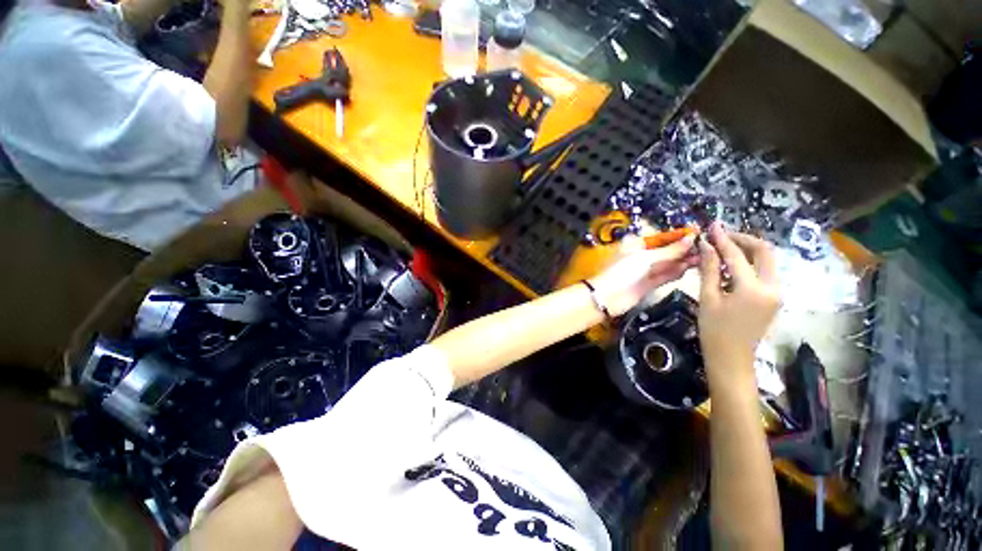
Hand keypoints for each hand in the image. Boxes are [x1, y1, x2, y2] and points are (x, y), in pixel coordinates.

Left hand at [589, 233, 698, 317]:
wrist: (607, 297)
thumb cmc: (622, 272)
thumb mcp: (646, 258)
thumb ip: (670, 250)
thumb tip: (691, 238)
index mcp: (636, 244)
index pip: (661, 237)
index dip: (679, 235)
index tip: (699, 231)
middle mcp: (642, 256)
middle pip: (666, 250)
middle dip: (684, 249)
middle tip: (707, 247)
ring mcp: (645, 270)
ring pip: (668, 263)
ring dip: (683, 260)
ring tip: (704, 257)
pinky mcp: (649, 284)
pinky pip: (665, 275)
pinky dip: (676, 272)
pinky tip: (690, 268)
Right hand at [697, 223, 779, 373]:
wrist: (731, 358)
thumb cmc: (714, 330)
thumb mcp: (708, 297)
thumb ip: (709, 269)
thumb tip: (705, 245)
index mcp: (753, 289)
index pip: (737, 255)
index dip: (722, 239)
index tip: (711, 226)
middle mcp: (773, 287)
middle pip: (763, 251)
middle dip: (742, 239)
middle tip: (720, 235)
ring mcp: (777, 292)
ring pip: (766, 260)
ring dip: (746, 250)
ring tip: (722, 247)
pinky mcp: (774, 297)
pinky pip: (764, 272)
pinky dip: (748, 263)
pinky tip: (730, 265)